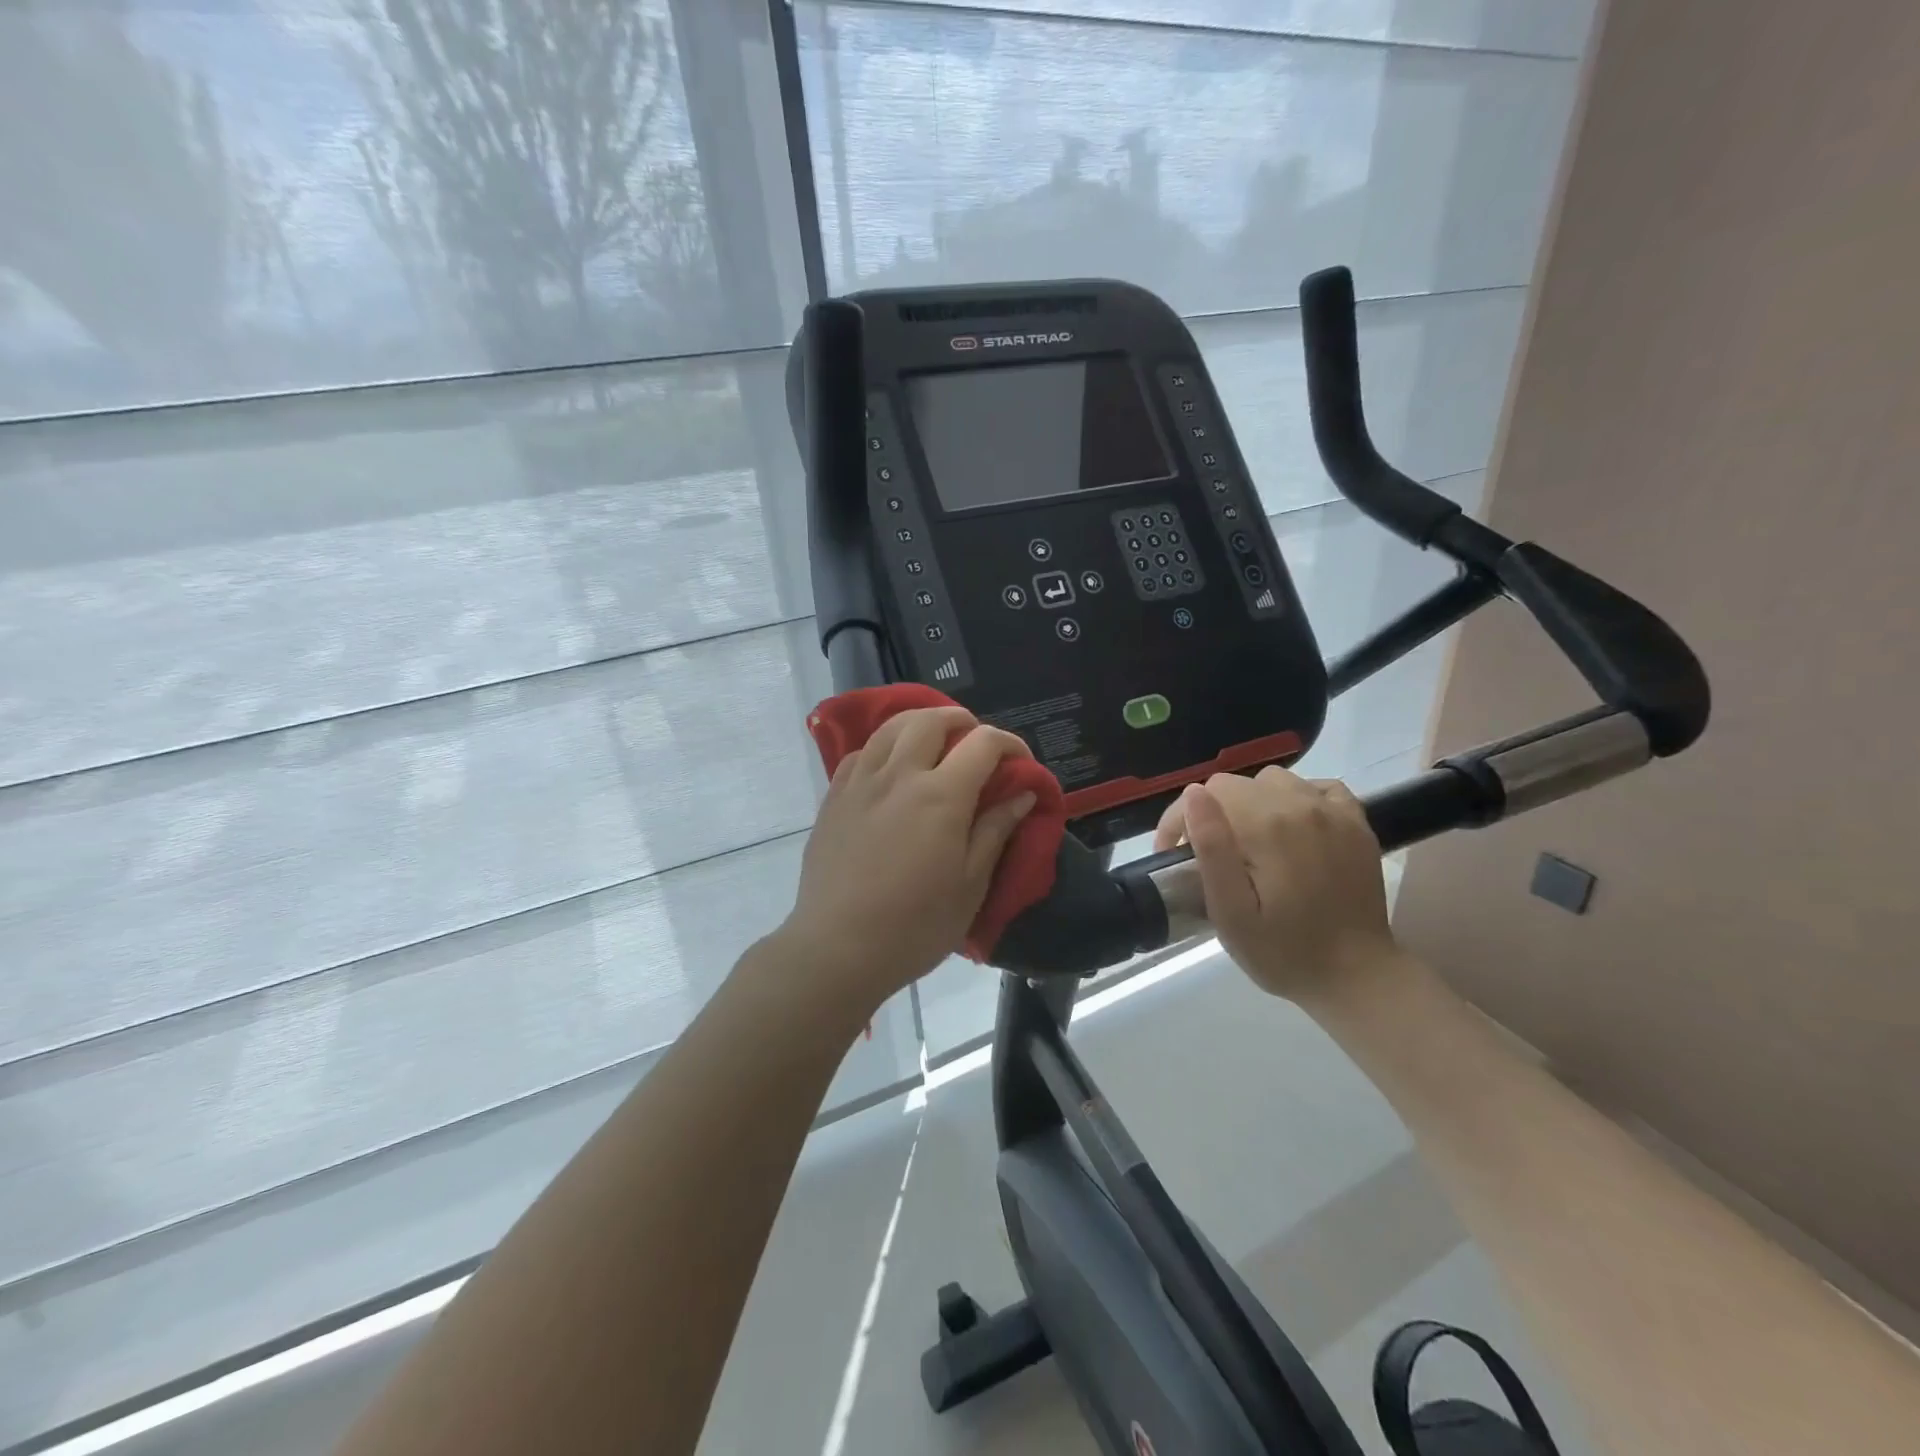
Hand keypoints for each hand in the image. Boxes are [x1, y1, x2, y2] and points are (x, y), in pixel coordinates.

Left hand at [778, 706, 1036, 1009]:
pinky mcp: (834, 798)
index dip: (1010, 744)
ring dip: (921, 724)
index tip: (1021, 764)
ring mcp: (861, 783)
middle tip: (976, 742)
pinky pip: (861, 752)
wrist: (838, 948)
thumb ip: (996, 830)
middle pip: (931, 721)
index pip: (983, 744)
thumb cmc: (915, 925)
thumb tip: (1022, 793)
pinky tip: (890, 768)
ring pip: (891, 727)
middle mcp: (899, 775)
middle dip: (962, 722)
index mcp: (941, 795)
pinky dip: (883, 747)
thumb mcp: (971, 884)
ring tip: (935, 743)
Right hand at [1153, 767, 1396, 1002]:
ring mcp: (1334, 811)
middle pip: (1237, 784)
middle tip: (1212, 858)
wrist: (1357, 977)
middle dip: (1213, 813)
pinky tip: (1291, 831)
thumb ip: (1211, 848)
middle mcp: (1301, 805)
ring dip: (1252, 804)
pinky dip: (1295, 799)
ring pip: (1273, 781)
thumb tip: (1194, 794)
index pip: (1207, 792)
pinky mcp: (1356, 822)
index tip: (1176, 857)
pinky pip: (1316, 787)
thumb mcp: (1230, 912)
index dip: (1180, 820)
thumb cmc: (1282, 952)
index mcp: (1266, 826)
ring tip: (1250, 844)